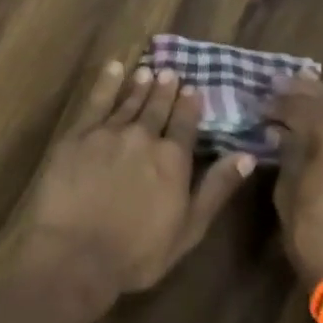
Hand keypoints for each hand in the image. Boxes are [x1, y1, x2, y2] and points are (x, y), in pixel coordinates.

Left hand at [29, 60, 256, 297]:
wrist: (76, 253)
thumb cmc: (137, 253)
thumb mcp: (188, 229)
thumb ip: (216, 189)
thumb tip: (246, 156)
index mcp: (173, 159)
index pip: (186, 124)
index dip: (190, 106)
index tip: (193, 89)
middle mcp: (143, 137)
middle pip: (157, 108)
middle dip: (165, 90)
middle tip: (170, 72)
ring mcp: (108, 133)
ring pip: (129, 102)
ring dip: (140, 85)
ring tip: (147, 71)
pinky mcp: (77, 136)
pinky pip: (95, 102)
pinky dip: (106, 83)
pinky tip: (113, 69)